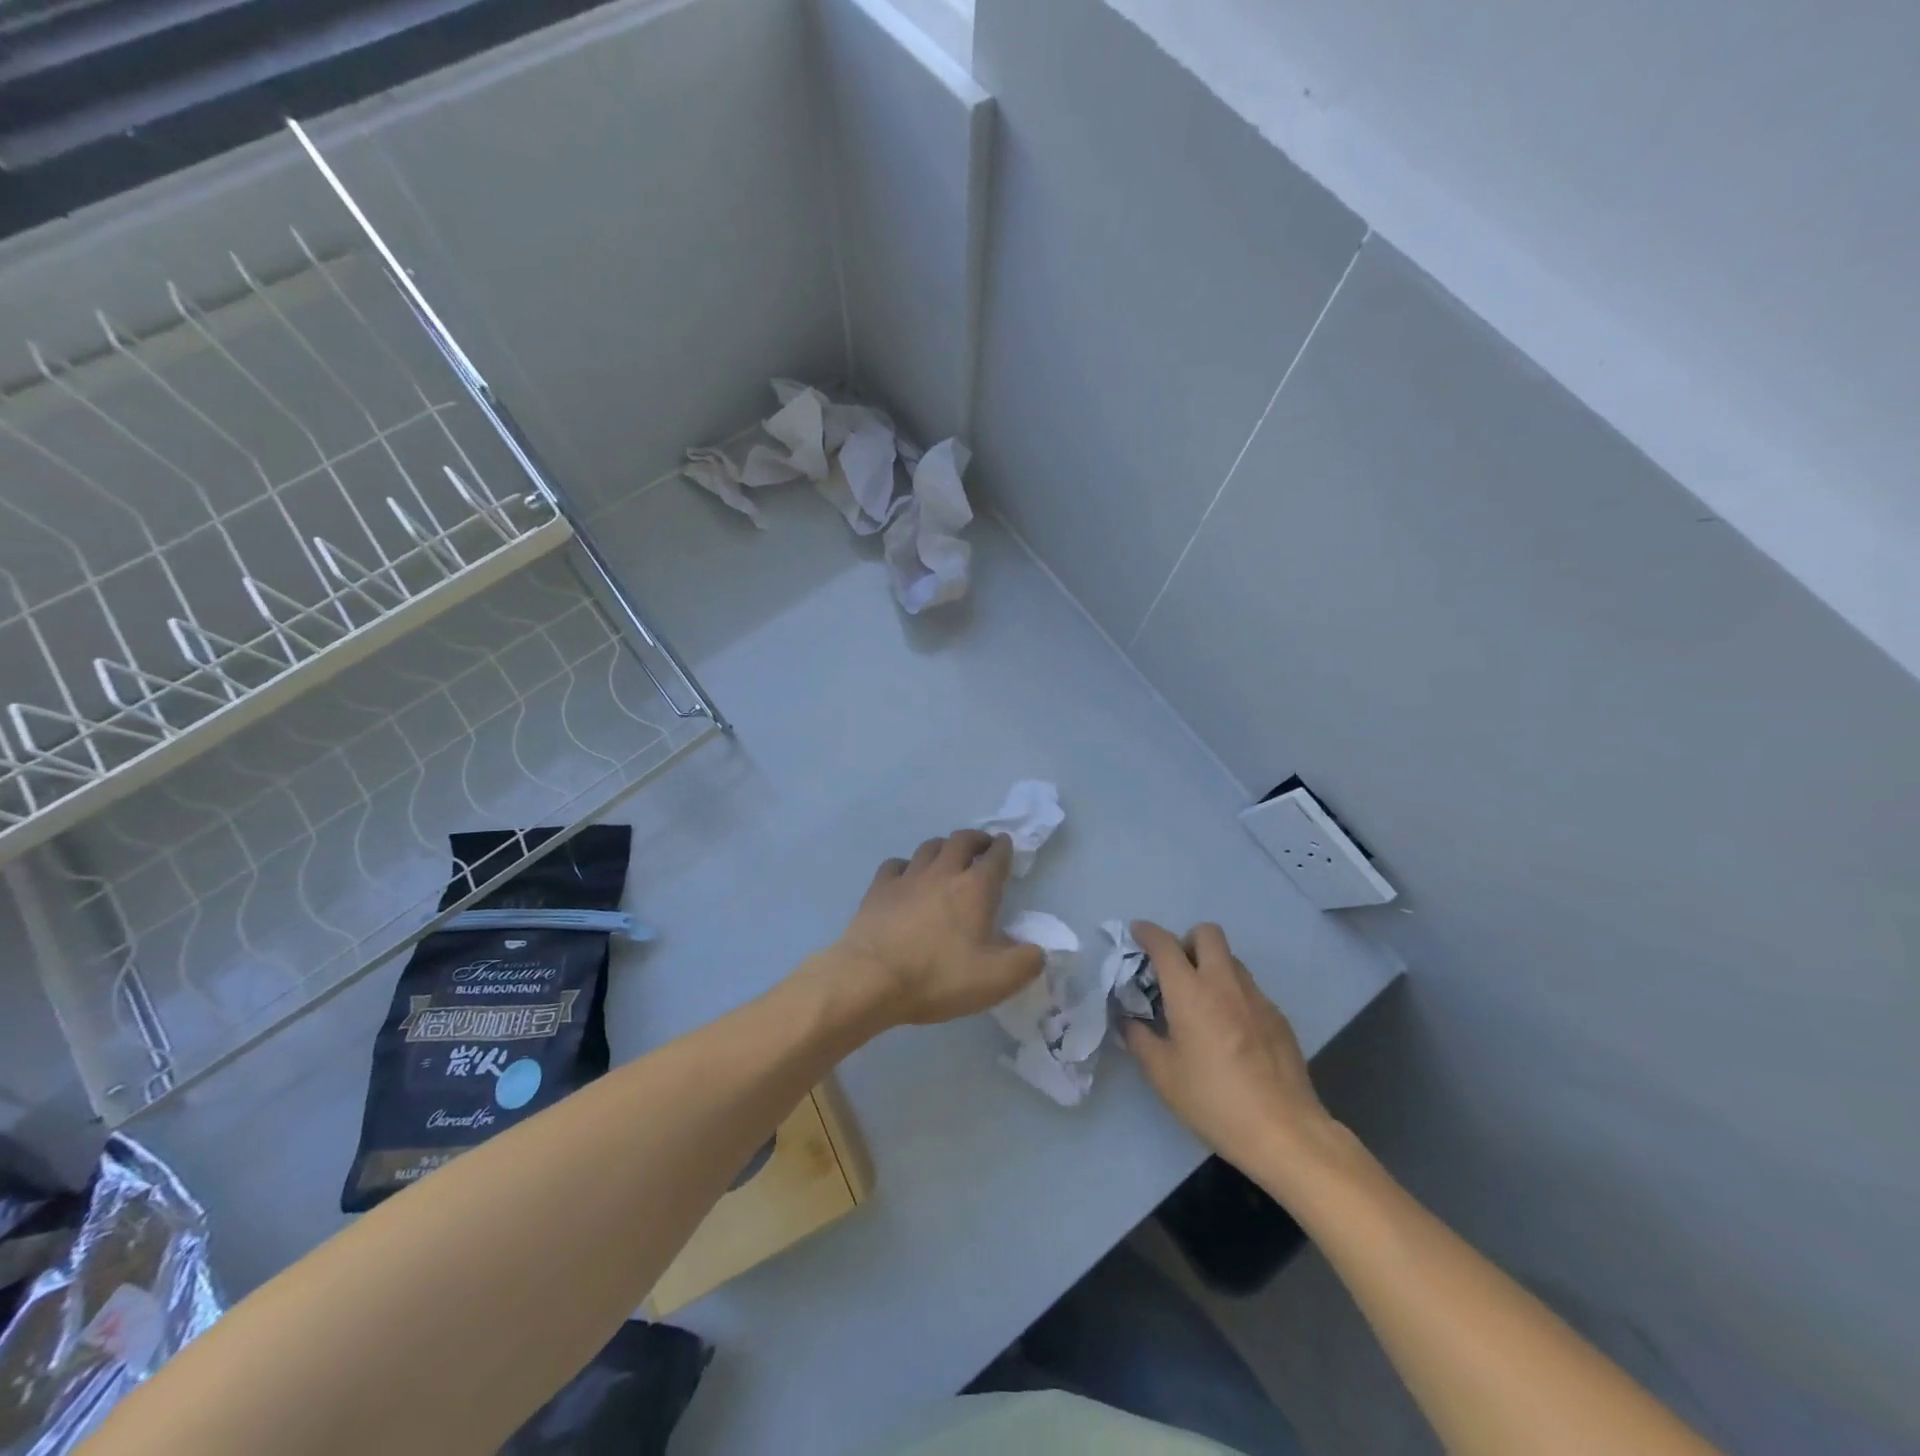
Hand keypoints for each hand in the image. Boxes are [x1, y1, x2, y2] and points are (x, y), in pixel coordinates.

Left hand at [830, 830, 1043, 1027]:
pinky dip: (907, 866)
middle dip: (976, 839)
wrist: (872, 978)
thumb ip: (1027, 962)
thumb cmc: (939, 977)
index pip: (996, 857)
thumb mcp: (997, 979)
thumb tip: (1038, 950)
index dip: (1004, 848)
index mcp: (975, 889)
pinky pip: (896, 864)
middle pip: (961, 840)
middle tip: (982, 846)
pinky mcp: (879, 888)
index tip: (1007, 845)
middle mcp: (943, 872)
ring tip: (948, 857)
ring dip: (943, 847)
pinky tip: (907, 877)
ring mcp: (907, 877)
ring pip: (929, 847)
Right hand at [1122, 922, 1340, 1184]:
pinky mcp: (1278, 1018)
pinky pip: (1250, 989)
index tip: (1137, 933)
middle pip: (1207, 933)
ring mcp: (1257, 998)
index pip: (1165, 944)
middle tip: (1175, 970)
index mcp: (1190, 991)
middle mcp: (1224, 983)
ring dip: (1212, 966)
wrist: (1283, 1131)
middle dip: (1186, 941)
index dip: (1147, 932)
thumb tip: (1128, 1021)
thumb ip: (1139, 1038)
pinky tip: (1230, 1032)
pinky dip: (1233, 995)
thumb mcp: (1162, 1074)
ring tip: (1201, 1003)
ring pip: (1231, 960)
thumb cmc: (1212, 1100)